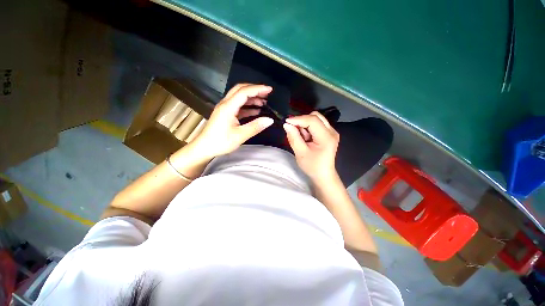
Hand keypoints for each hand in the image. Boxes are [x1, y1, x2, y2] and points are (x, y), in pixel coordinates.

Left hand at [189, 84, 273, 159]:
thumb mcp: (240, 135)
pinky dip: (247, 106)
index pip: (244, 92)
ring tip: (263, 103)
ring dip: (251, 98)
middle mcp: (225, 104)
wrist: (204, 147)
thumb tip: (270, 120)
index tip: (270, 90)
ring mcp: (225, 108)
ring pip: (239, 97)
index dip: (258, 89)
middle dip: (255, 90)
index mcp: (228, 107)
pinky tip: (255, 111)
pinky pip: (238, 106)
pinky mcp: (225, 114)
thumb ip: (255, 126)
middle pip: (240, 90)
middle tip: (267, 94)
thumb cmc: (220, 142)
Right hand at [283, 111, 339, 181]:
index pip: (312, 120)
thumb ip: (293, 138)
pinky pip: (317, 124)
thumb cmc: (312, 166)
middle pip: (315, 116)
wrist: (323, 174)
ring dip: (305, 125)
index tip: (286, 122)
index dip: (298, 119)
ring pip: (316, 118)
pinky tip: (306, 138)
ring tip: (302, 138)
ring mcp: (332, 131)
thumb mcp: (300, 153)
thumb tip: (286, 125)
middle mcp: (332, 131)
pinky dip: (308, 128)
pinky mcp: (329, 133)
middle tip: (294, 131)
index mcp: (326, 137)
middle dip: (302, 121)